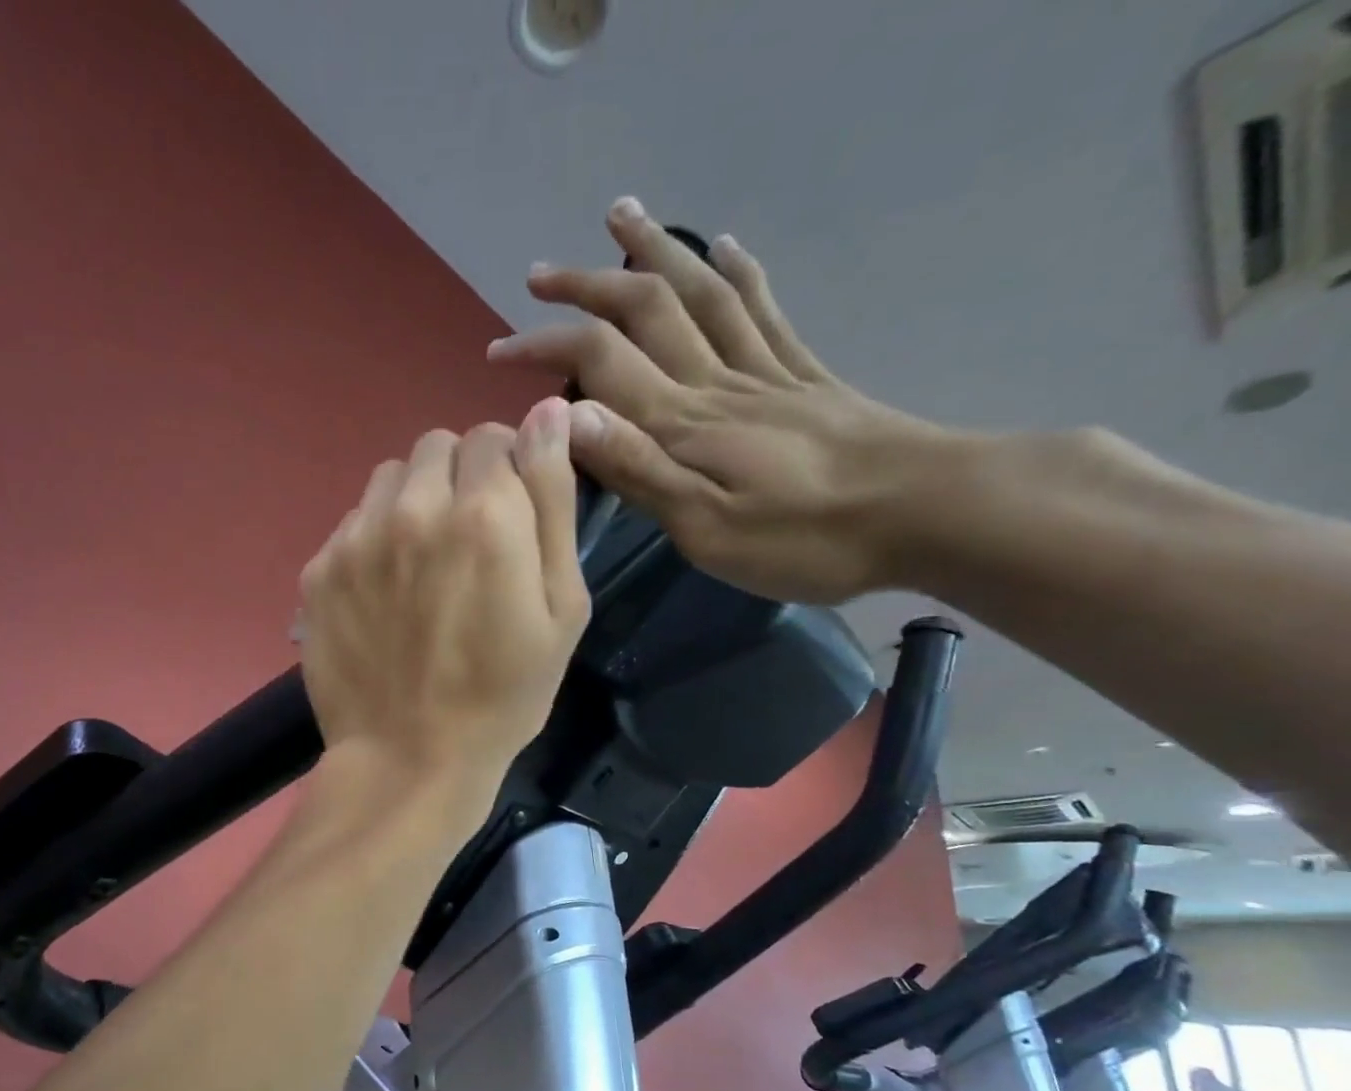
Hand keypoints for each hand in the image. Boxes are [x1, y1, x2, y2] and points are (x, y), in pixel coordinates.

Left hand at [297, 399, 590, 798]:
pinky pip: (353, 522)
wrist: (409, 758)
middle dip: (461, 478)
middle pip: (439, 447)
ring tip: (422, 564)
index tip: (509, 518)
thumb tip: (547, 412)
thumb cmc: (504, 695)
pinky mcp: (318, 568)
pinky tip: (383, 593)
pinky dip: (374, 539)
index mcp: (485, 514)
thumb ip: (553, 503)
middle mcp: (414, 509)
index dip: (508, 471)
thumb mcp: (562, 609)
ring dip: (414, 501)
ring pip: (391, 478)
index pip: (496, 436)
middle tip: (467, 543)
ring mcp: (356, 537)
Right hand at [486, 198, 962, 603]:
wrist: (927, 512)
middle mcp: (716, 382)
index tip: (499, 351)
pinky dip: (737, 273)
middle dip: (587, 286)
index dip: (545, 346)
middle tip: (541, 272)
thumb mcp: (706, 526)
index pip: (600, 361)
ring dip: (655, 252)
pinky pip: (763, 311)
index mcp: (684, 423)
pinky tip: (723, 247)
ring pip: (699, 295)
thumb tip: (569, 416)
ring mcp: (765, 372)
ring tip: (621, 216)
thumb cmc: (807, 538)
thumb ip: (639, 470)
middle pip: (645, 311)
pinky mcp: (805, 378)